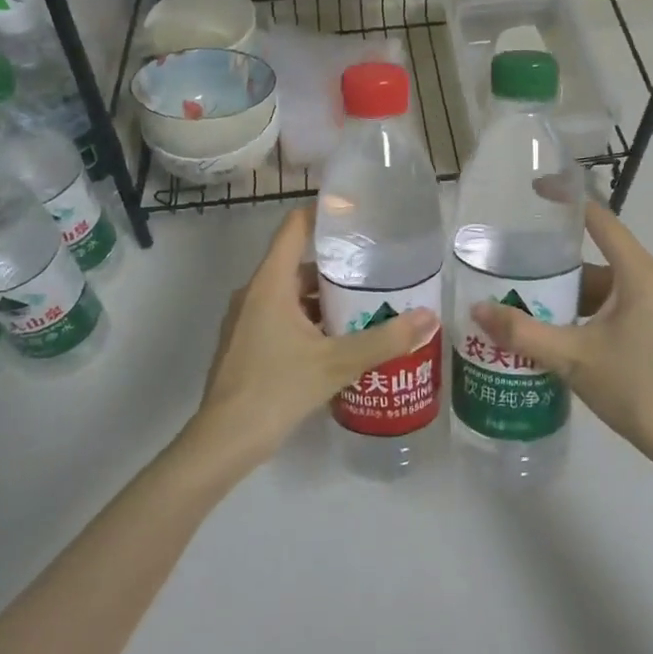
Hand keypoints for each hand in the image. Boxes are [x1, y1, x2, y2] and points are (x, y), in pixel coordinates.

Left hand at [187, 206, 437, 471]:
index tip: (358, 212)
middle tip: (378, 268)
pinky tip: (339, 340)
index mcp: (270, 283)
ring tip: (367, 305)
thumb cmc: (276, 389)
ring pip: (292, 294)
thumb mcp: (336, 363)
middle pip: (298, 263)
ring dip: (325, 297)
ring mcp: (247, 319)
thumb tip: (428, 317)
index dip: (324, 213)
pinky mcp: (247, 343)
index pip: (295, 227)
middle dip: (337, 266)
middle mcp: (255, 293)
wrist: (224, 441)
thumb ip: (384, 340)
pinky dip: (310, 319)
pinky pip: (283, 316)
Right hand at [470, 202, 652, 468]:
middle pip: (598, 257)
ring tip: (528, 305)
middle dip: (556, 265)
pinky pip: (620, 307)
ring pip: (608, 287)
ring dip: (571, 295)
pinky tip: (560, 334)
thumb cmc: (637, 387)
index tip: (532, 193)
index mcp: (639, 272)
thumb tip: (478, 310)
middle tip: (514, 270)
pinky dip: (590, 313)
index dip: (565, 201)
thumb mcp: (573, 358)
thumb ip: (523, 333)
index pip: (599, 218)